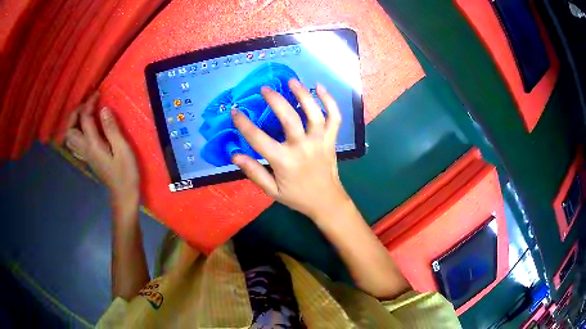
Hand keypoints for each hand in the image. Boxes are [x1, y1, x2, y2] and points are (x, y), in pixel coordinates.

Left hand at [65, 93, 139, 213]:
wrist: (124, 194)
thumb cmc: (126, 172)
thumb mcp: (122, 149)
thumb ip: (111, 129)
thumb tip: (103, 109)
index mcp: (93, 145)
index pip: (85, 119)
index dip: (89, 104)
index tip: (97, 94)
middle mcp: (85, 149)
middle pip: (70, 130)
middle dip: (75, 114)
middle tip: (87, 105)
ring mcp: (85, 155)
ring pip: (70, 138)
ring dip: (74, 124)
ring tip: (84, 115)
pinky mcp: (88, 159)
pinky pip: (74, 145)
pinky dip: (76, 133)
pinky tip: (84, 130)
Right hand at [232, 79, 349, 220]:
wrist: (327, 202)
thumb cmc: (297, 196)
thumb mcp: (272, 190)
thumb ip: (254, 172)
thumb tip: (235, 155)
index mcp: (284, 161)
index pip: (259, 139)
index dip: (244, 124)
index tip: (235, 111)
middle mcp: (303, 147)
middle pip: (289, 117)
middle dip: (275, 100)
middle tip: (264, 89)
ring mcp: (320, 141)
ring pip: (313, 112)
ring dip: (302, 94)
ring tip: (291, 80)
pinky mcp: (331, 139)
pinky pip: (334, 117)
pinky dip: (329, 101)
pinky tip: (320, 87)